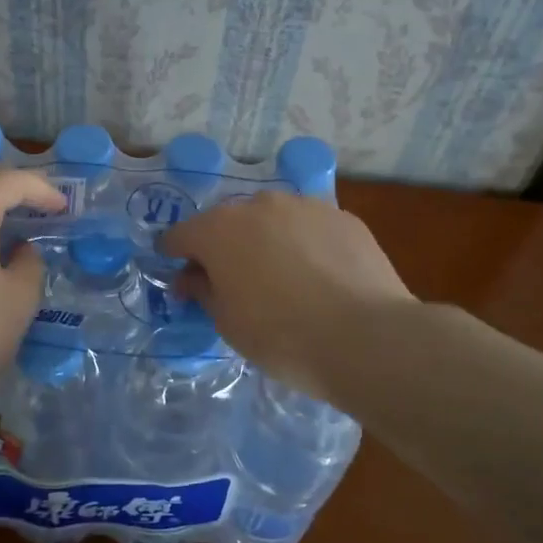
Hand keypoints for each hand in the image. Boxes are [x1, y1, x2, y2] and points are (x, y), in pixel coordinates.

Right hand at [162, 191, 415, 397]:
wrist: (367, 338)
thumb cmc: (282, 336)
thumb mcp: (227, 323)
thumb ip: (202, 291)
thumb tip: (191, 277)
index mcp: (218, 230)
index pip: (180, 235)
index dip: (174, 255)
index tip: (179, 276)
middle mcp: (258, 205)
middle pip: (227, 223)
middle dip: (224, 247)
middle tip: (233, 282)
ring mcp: (304, 206)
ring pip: (272, 220)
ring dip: (266, 241)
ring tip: (282, 278)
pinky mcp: (343, 217)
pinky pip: (310, 228)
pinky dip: (305, 245)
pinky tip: (320, 276)